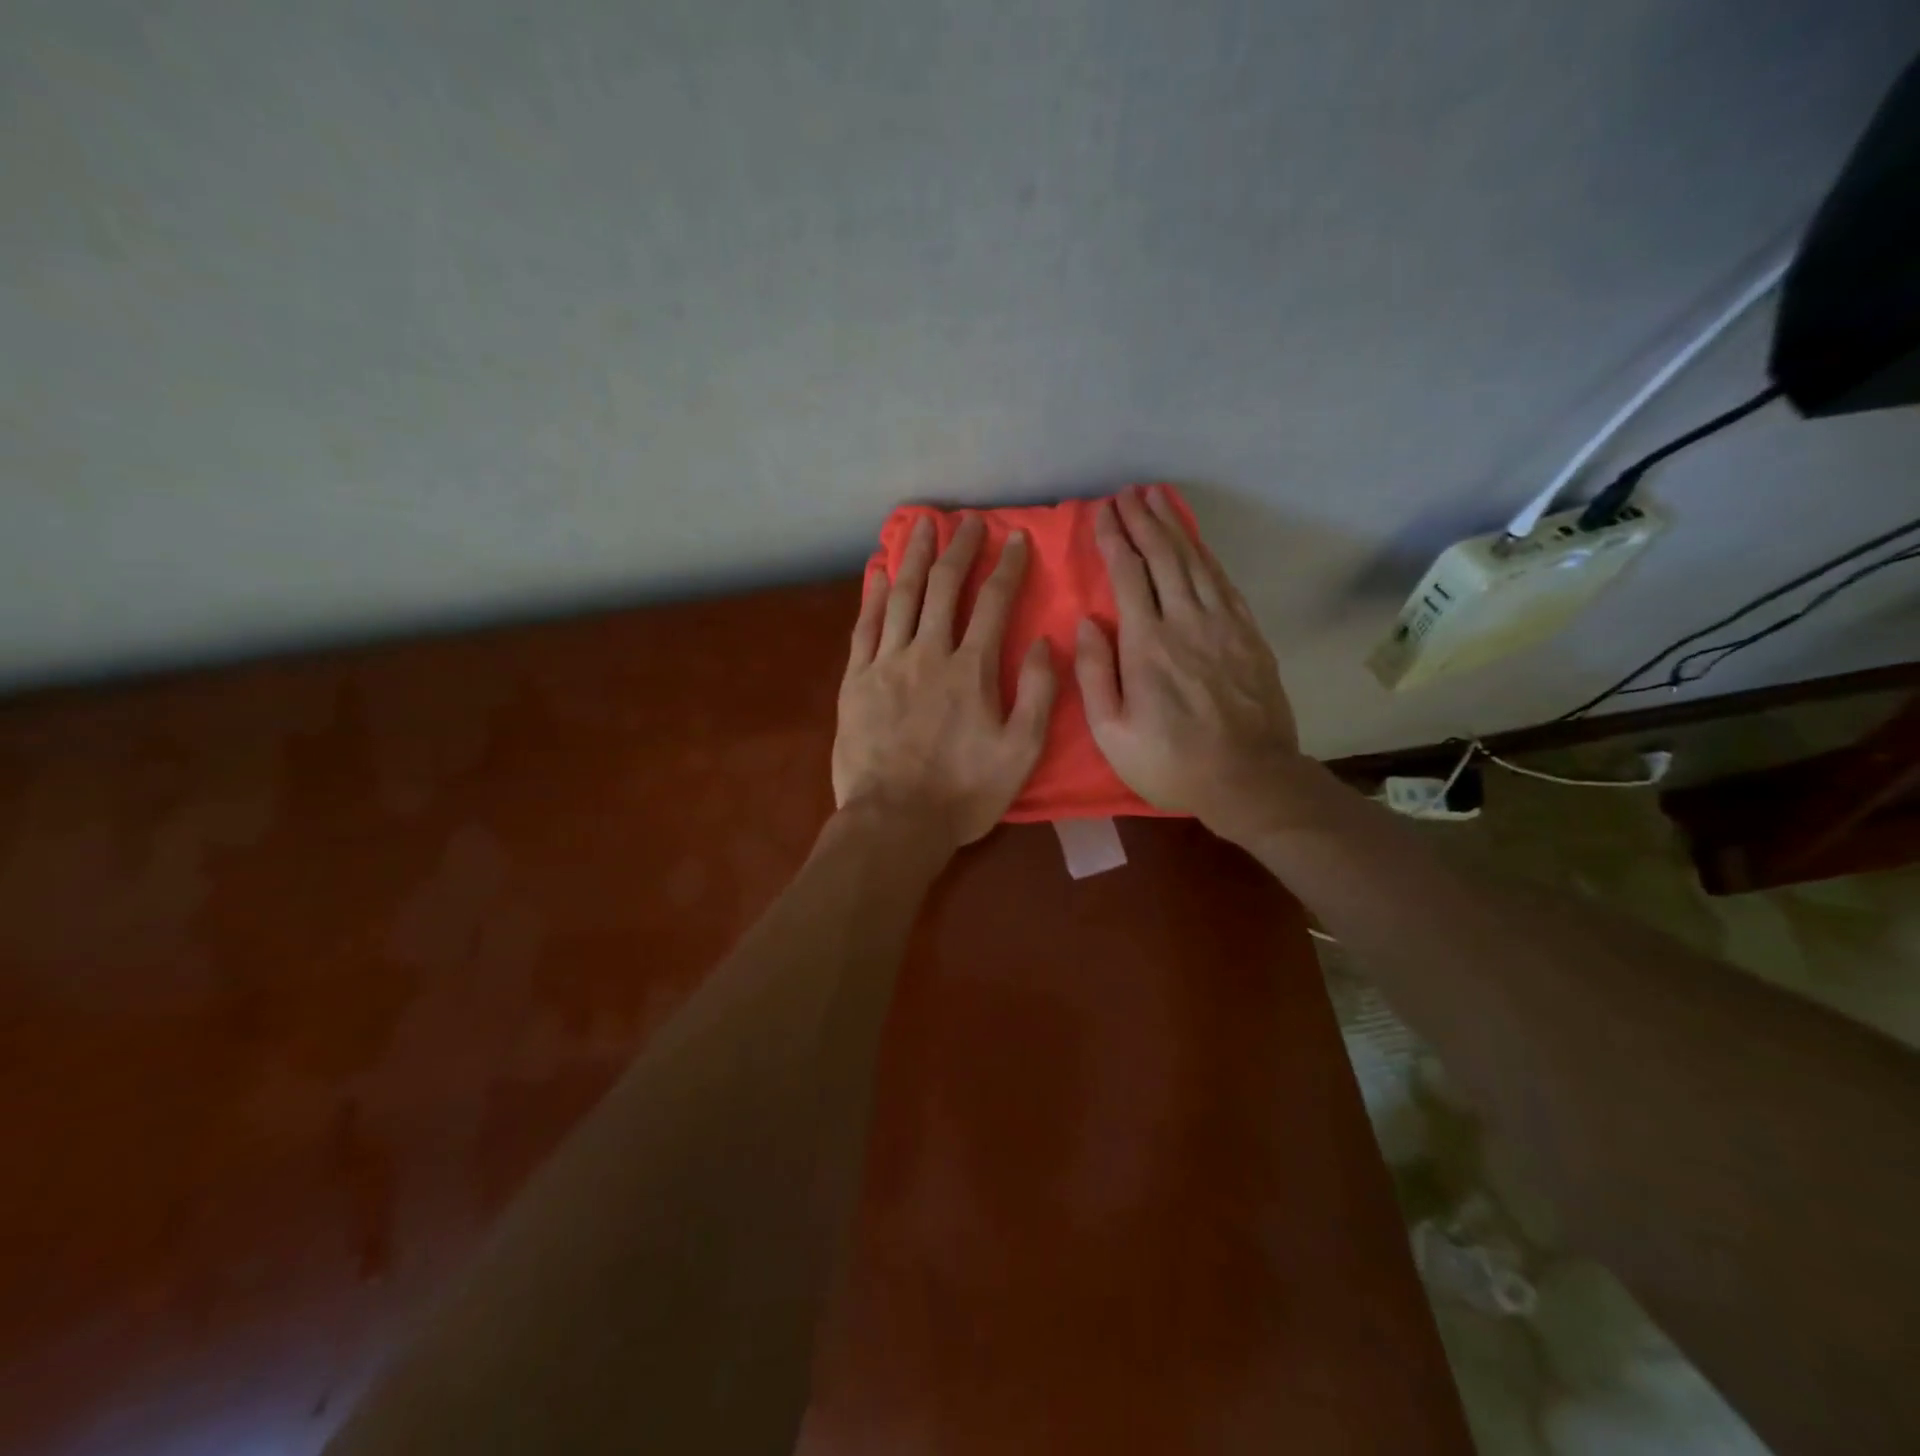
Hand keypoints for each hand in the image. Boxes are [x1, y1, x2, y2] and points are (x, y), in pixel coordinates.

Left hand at [834, 515, 1056, 851]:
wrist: (894, 822)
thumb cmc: (963, 793)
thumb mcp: (1020, 752)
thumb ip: (1037, 694)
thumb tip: (1043, 641)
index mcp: (971, 670)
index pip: (995, 603)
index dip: (1007, 566)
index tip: (1015, 537)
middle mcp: (928, 654)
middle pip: (945, 587)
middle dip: (959, 548)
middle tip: (966, 521)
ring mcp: (887, 664)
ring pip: (902, 596)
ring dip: (913, 556)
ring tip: (920, 525)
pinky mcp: (855, 681)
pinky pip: (865, 627)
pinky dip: (874, 596)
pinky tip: (879, 573)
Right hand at [1074, 487, 1302, 844]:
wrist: (1249, 778)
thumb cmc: (1170, 762)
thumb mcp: (1111, 733)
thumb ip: (1095, 674)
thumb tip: (1087, 622)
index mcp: (1147, 644)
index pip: (1127, 575)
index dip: (1113, 539)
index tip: (1102, 512)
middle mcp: (1186, 622)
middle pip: (1163, 556)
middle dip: (1143, 520)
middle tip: (1128, 493)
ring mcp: (1223, 625)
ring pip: (1195, 561)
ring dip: (1175, 526)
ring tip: (1159, 498)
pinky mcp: (1248, 634)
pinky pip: (1223, 581)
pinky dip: (1206, 554)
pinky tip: (1195, 542)